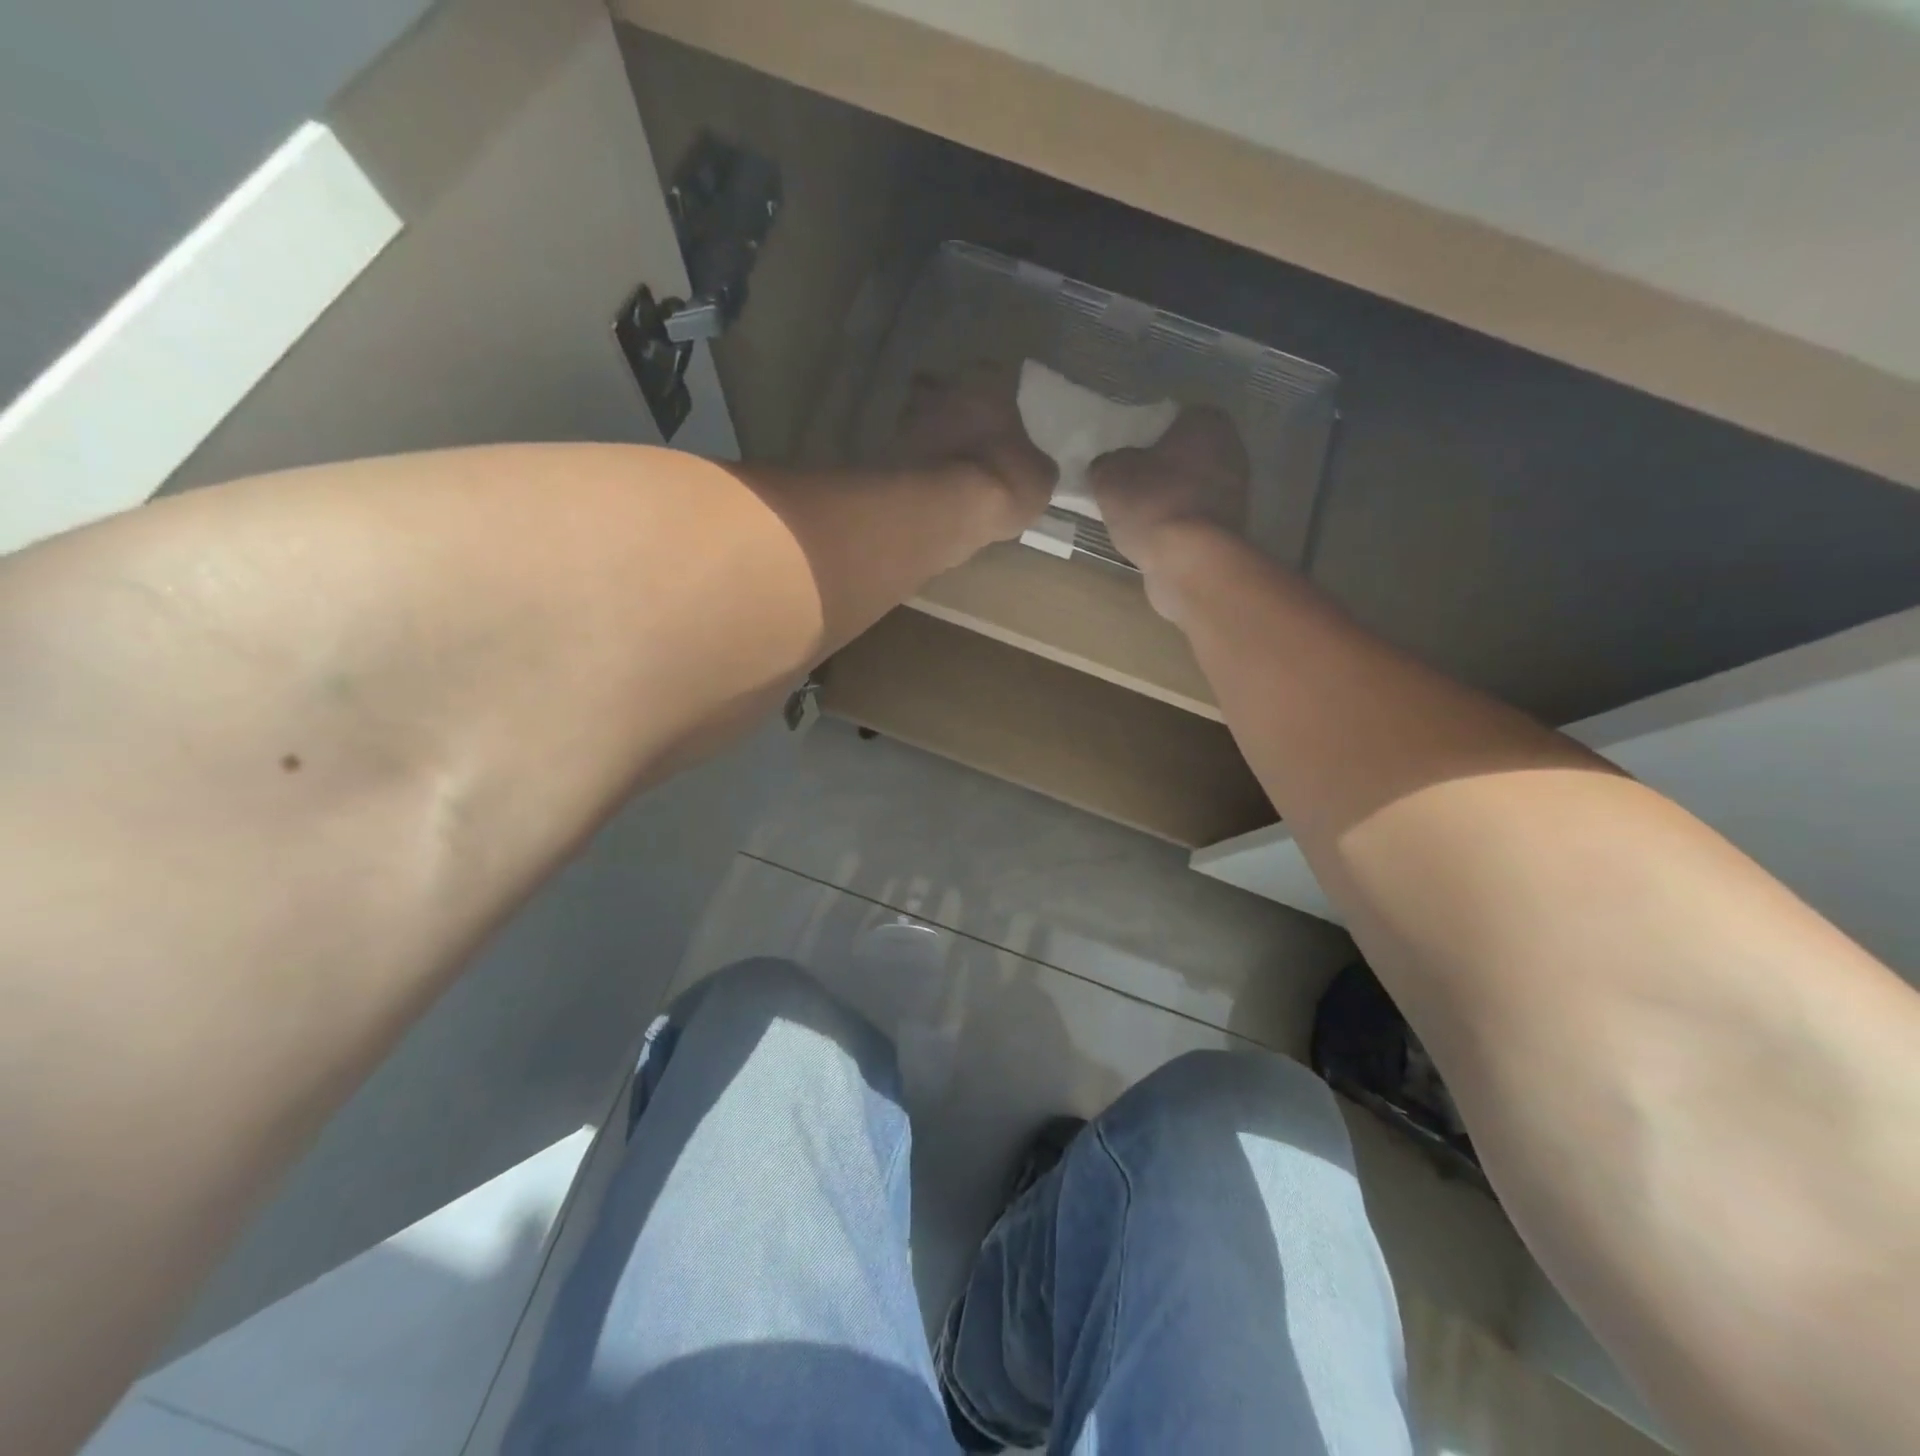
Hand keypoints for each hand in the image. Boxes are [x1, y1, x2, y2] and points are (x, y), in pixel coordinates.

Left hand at [894, 365, 1056, 541]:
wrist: (940, 508)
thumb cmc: (1001, 478)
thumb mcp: (1039, 478)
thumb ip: (1034, 464)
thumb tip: (1032, 468)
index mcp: (984, 382)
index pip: (992, 373)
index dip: (996, 396)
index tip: (1000, 417)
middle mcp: (942, 390)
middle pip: (944, 389)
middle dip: (951, 408)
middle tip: (963, 436)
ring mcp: (908, 420)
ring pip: (919, 421)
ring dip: (928, 438)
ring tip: (943, 468)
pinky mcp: (885, 455)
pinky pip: (905, 457)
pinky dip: (914, 469)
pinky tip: (927, 490)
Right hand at [1091, 406, 1249, 614]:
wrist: (1190, 563)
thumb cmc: (1153, 504)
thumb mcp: (1109, 475)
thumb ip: (1107, 463)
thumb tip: (1108, 467)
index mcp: (1207, 423)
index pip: (1174, 417)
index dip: (1147, 434)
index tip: (1126, 453)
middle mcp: (1231, 452)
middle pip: (1185, 455)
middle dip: (1159, 468)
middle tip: (1126, 483)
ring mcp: (1235, 495)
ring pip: (1190, 489)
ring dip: (1167, 499)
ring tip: (1135, 516)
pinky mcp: (1229, 530)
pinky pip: (1193, 519)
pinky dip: (1175, 526)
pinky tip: (1152, 538)